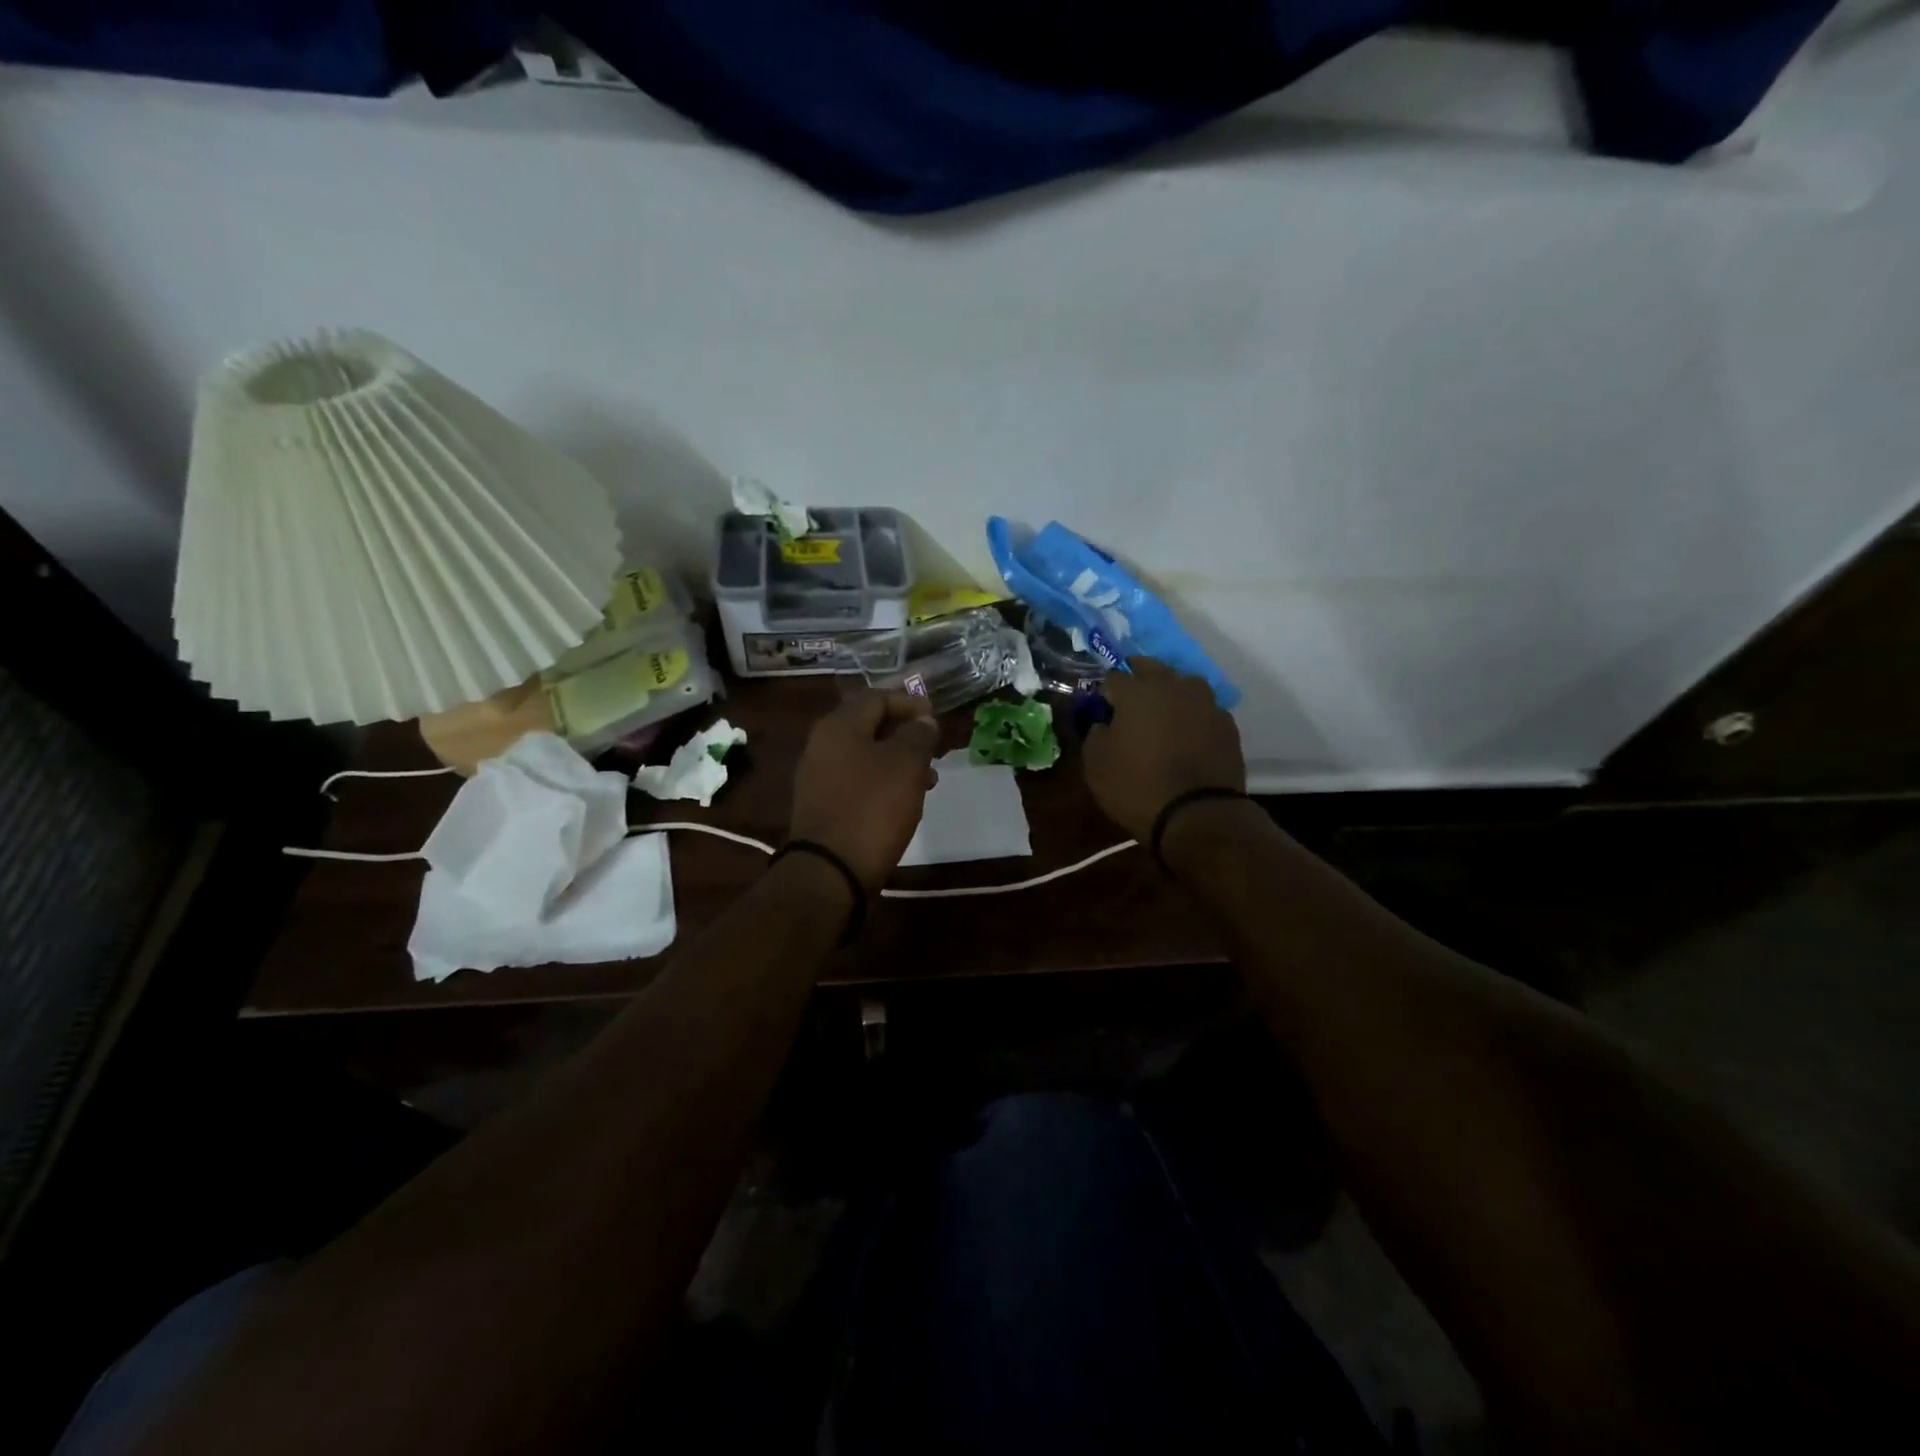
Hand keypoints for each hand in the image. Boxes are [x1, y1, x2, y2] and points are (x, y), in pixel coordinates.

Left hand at [790, 690, 939, 890]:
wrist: (830, 871)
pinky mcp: (823, 805)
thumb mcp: (905, 765)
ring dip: (897, 760)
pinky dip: (883, 782)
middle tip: (933, 747)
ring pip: (865, 755)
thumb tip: (922, 721)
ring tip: (928, 778)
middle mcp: (822, 745)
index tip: (935, 717)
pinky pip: (857, 781)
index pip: (876, 697)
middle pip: (868, 726)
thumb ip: (918, 735)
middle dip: (904, 733)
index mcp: (839, 726)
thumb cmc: (872, 808)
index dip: (909, 702)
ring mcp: (819, 777)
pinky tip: (905, 800)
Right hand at [1083, 657, 1244, 841]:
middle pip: (1151, 667)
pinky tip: (1188, 735)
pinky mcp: (1227, 724)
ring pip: (1183, 684)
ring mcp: (1205, 702)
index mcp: (1136, 691)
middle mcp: (1173, 686)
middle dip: (1137, 678)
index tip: (1101, 709)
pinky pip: (1204, 709)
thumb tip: (1103, 723)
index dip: (1104, 692)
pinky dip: (1193, 716)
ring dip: (1170, 692)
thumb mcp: (1096, 764)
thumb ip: (1095, 733)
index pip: (1113, 677)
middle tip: (1128, 702)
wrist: (1197, 815)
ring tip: (1162, 714)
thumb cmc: (1136, 787)